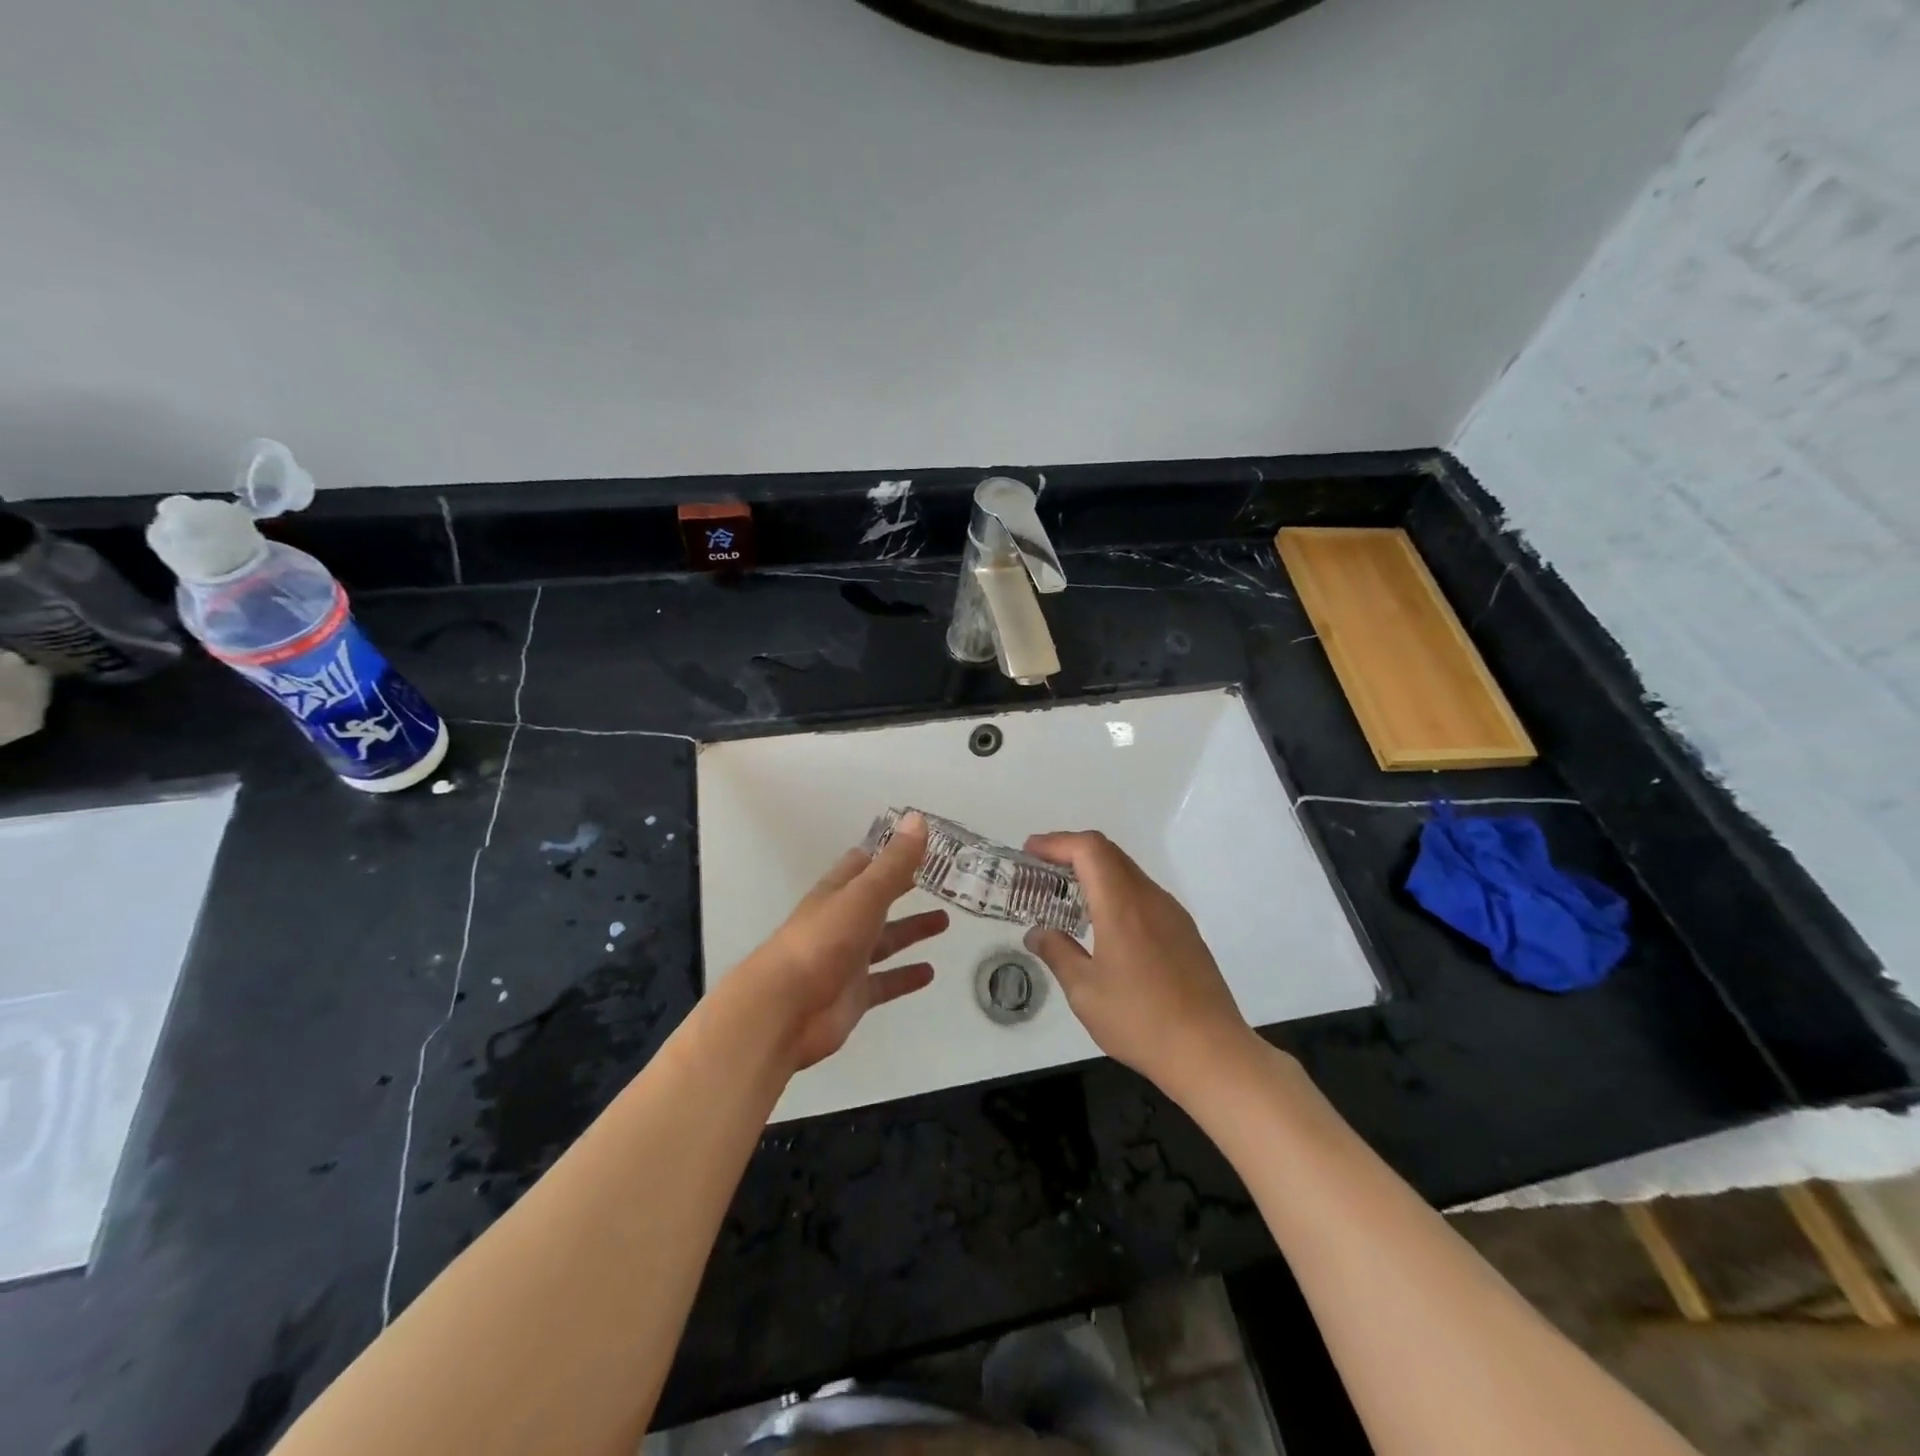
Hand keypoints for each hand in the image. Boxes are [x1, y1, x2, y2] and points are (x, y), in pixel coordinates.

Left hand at [733, 812, 947, 1072]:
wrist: (785, 1010)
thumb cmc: (823, 942)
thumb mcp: (864, 895)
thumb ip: (894, 863)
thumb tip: (918, 818)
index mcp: (838, 892)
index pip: (864, 863)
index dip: (890, 852)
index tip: (921, 842)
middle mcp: (842, 922)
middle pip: (878, 900)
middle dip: (905, 888)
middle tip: (942, 880)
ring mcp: (847, 960)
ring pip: (885, 940)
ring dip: (911, 930)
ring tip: (945, 921)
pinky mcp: (853, 995)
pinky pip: (885, 982)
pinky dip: (905, 976)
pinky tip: (930, 972)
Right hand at [1022, 831, 1253, 1095]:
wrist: (1211, 1053)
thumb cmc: (1140, 1020)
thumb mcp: (1085, 991)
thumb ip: (1057, 953)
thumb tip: (1037, 933)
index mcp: (1122, 904)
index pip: (1089, 849)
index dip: (1056, 842)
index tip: (1029, 852)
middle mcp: (1150, 898)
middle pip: (1109, 853)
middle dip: (1071, 852)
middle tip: (1040, 870)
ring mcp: (1172, 913)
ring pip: (1128, 872)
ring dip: (1095, 872)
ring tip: (1066, 896)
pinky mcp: (1184, 932)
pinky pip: (1143, 895)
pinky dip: (1115, 892)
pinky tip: (1102, 924)